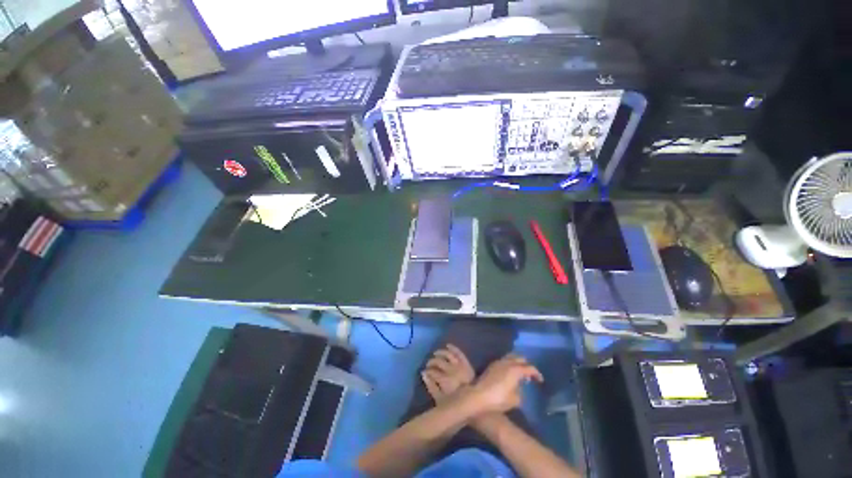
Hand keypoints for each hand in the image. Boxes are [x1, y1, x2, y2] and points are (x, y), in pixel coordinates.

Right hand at [421, 344, 474, 403]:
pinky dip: (453, 348)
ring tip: (435, 353)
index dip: (427, 370)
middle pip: (438, 361)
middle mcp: (452, 370)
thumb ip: (431, 387)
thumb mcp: (440, 400)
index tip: (424, 371)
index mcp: (445, 380)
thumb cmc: (456, 405)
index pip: (432, 371)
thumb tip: (423, 374)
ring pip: (447, 354)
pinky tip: (447, 345)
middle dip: (431, 362)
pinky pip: (459, 353)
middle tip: (428, 364)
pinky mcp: (466, 363)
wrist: (475, 405)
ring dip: (440, 352)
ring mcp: (460, 366)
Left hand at [468, 354, 542, 413]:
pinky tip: (509, 374)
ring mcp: (498, 362)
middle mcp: (507, 362)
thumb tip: (520, 389)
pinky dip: (509, 364)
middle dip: (526, 365)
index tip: (540, 380)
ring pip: (511, 357)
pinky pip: (504, 361)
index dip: (537, 374)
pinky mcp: (491, 365)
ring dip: (517, 363)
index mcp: (515, 370)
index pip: (530, 368)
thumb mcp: (515, 400)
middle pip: (520, 358)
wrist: (479, 395)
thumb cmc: (499, 399)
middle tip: (530, 375)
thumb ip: (521, 392)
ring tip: (520, 374)